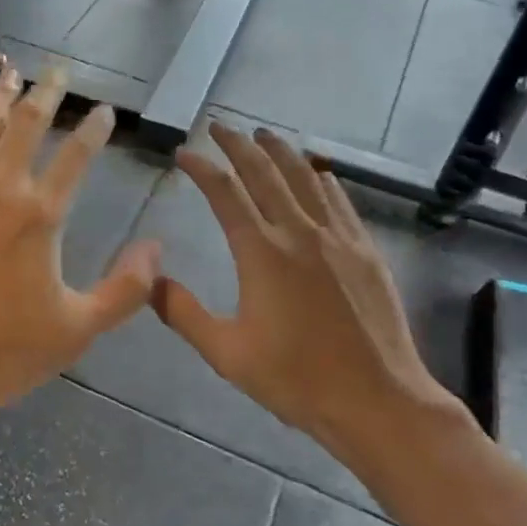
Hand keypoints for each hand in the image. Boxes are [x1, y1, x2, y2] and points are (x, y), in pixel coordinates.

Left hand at [0, 64, 160, 442]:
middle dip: (47, 94)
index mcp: (41, 216)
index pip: (76, 157)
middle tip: (58, 71)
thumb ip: (126, 289)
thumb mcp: (78, 330)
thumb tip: (158, 248)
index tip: (104, 110)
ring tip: (11, 71)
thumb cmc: (1, 355)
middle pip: (27, 127)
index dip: (94, 129)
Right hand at [152, 124, 466, 465]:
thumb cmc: (296, 379)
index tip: (184, 153)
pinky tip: (315, 172)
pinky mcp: (365, 250)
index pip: (225, 193)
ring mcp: (338, 237)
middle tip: (220, 126)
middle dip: (238, 145)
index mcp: (261, 253)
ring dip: (280, 152)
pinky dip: (320, 178)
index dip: (201, 167)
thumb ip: (183, 313)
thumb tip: (150, 281)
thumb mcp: (227, 353)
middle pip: (264, 172)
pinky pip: (338, 199)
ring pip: (305, 177)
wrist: (376, 399)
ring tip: (262, 135)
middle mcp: (299, 232)